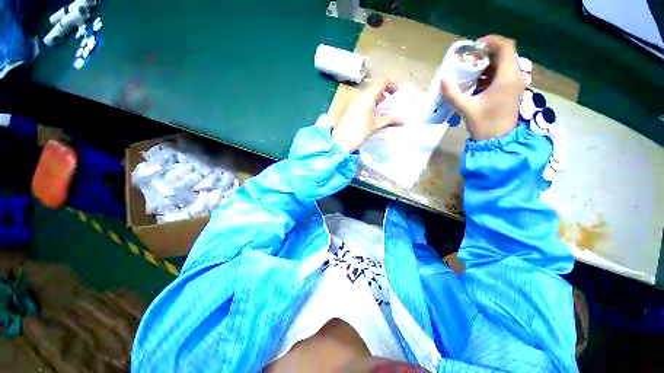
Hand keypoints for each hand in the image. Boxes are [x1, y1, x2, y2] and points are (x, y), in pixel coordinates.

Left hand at [331, 80, 402, 151]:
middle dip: (383, 94)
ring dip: (375, 100)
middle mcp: (358, 95)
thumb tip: (402, 120)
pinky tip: (371, 115)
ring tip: (382, 110)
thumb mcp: (375, 125)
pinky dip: (368, 104)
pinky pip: (360, 101)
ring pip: (366, 95)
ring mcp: (351, 101)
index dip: (391, 85)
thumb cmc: (359, 132)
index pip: (381, 83)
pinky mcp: (347, 108)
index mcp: (366, 96)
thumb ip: (389, 120)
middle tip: (390, 103)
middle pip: (373, 89)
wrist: (340, 142)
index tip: (397, 92)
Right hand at [441, 35, 524, 140]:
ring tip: (471, 68)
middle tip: (469, 57)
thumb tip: (442, 78)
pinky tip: (477, 80)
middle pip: (505, 54)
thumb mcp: (466, 107)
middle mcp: (515, 76)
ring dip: (488, 62)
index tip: (474, 46)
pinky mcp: (511, 90)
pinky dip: (490, 72)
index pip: (506, 47)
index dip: (491, 41)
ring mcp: (514, 84)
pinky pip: (502, 74)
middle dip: (487, 52)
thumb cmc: (484, 123)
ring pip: (504, 63)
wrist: (497, 140)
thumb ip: (452, 93)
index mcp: (507, 77)